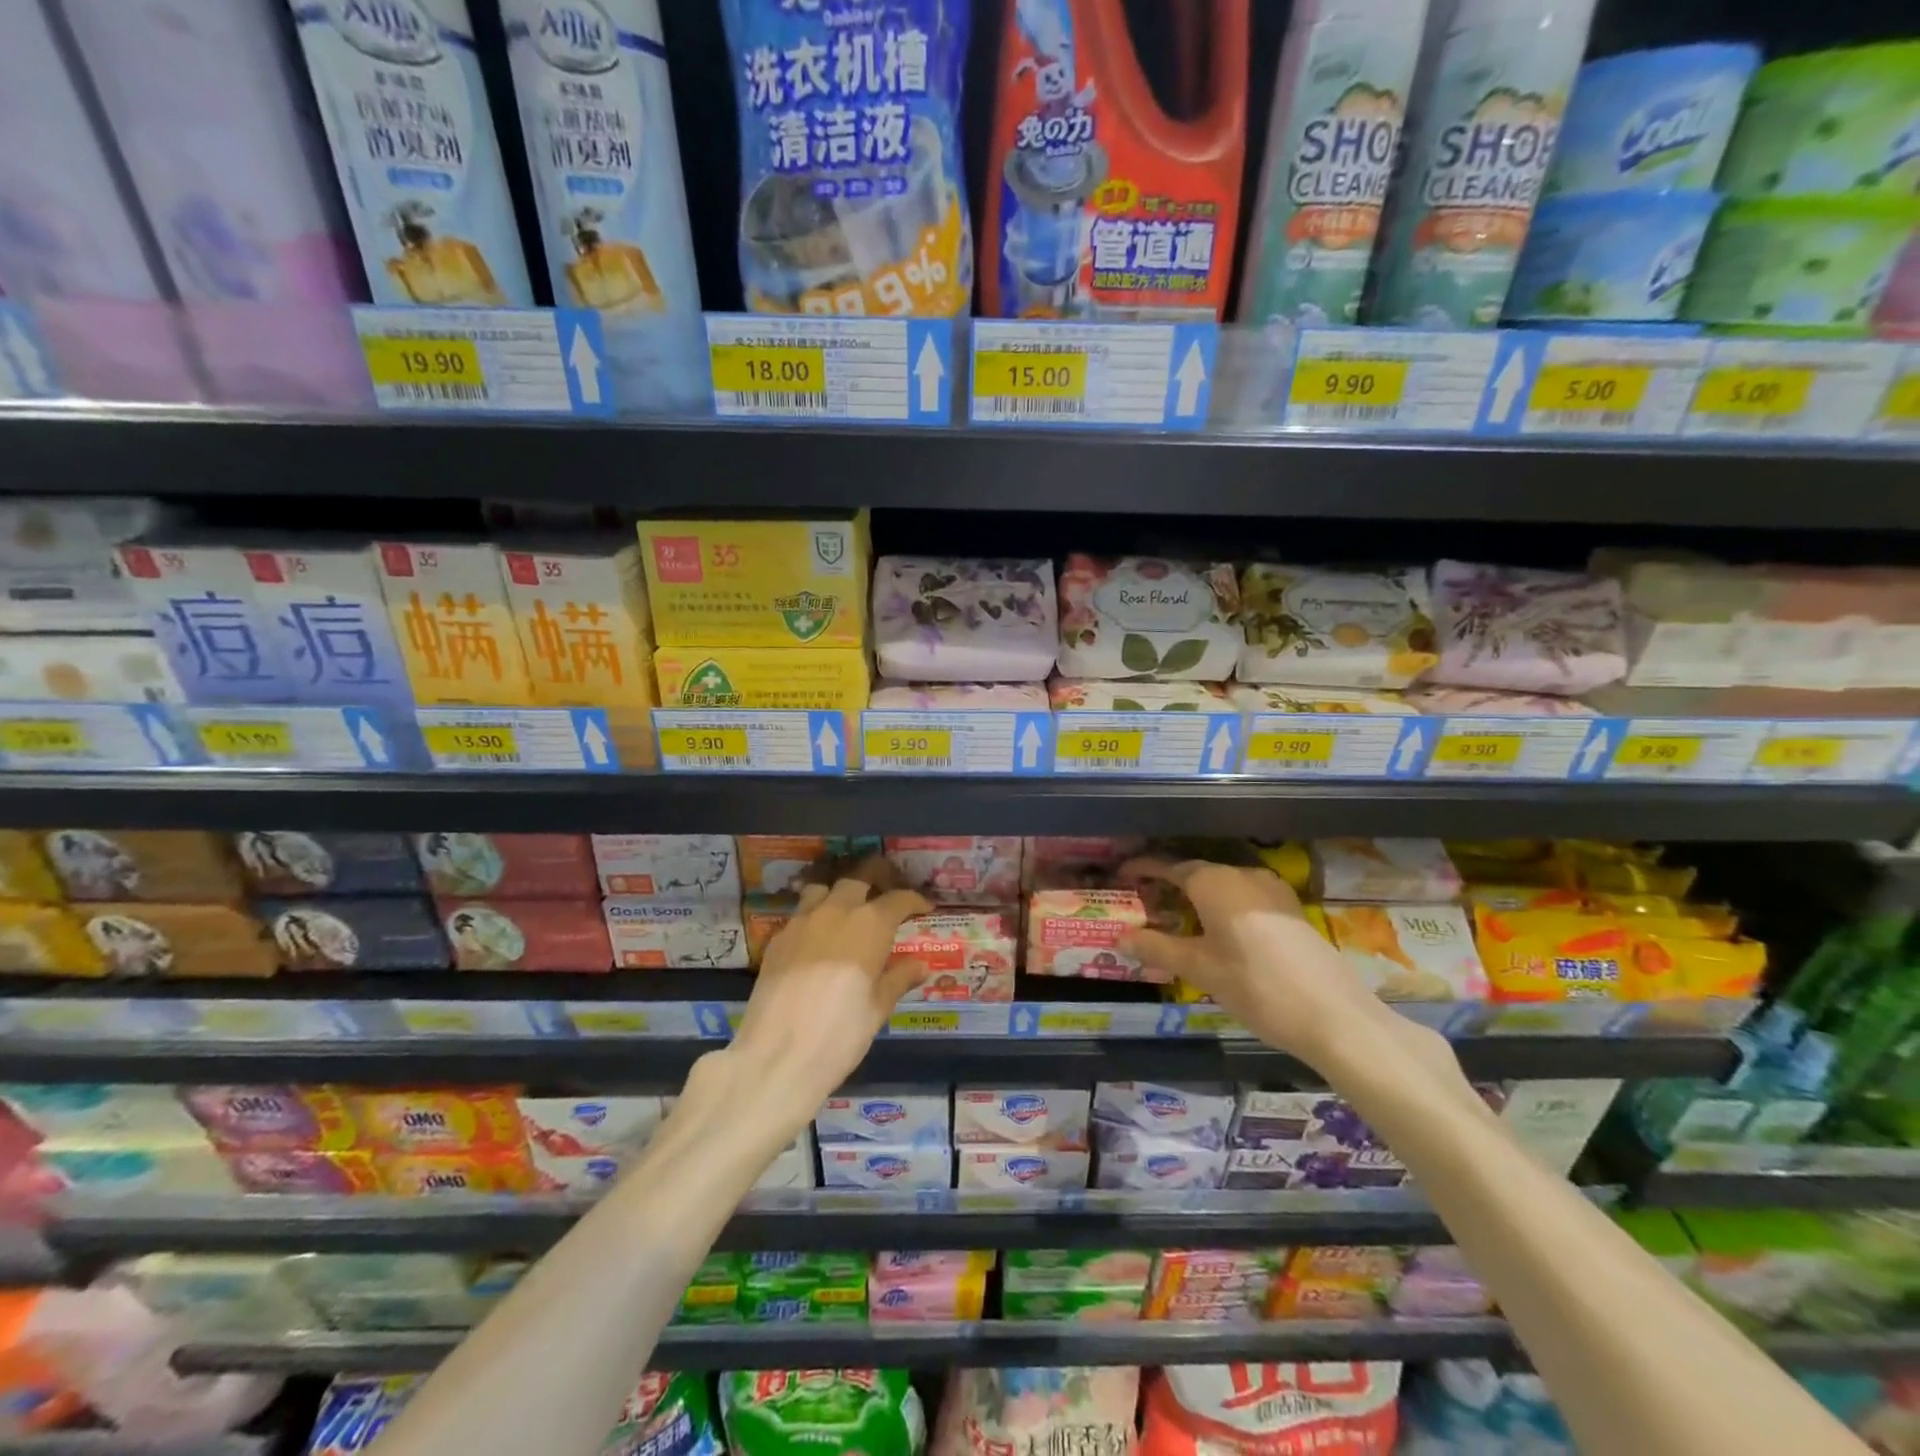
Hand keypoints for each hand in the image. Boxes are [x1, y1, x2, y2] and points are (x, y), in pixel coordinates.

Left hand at [724, 861, 929, 1122]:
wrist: (778, 1055)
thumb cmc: (841, 1033)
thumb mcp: (878, 1008)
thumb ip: (899, 979)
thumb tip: (920, 965)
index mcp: (870, 924)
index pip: (898, 899)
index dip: (914, 901)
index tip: (924, 909)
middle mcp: (836, 911)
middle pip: (858, 880)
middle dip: (876, 882)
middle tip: (885, 899)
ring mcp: (802, 921)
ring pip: (823, 889)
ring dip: (839, 894)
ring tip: (847, 911)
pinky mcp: (777, 939)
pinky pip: (800, 914)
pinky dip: (814, 917)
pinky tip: (817, 941)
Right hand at [1120, 857, 1392, 1067]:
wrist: (1334, 1015)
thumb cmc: (1256, 986)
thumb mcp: (1199, 969)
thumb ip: (1157, 948)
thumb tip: (1120, 938)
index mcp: (1214, 882)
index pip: (1169, 867)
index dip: (1143, 869)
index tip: (1122, 874)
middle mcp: (1242, 875)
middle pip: (1197, 873)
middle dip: (1169, 884)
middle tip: (1145, 902)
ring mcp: (1272, 890)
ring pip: (1223, 884)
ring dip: (1198, 896)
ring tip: (1178, 917)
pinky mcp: (1291, 909)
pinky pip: (1245, 896)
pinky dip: (1223, 905)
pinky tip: (1219, 931)